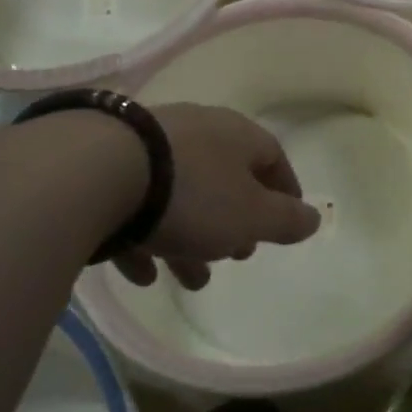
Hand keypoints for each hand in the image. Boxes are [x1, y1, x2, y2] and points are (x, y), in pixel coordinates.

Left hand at [116, 104, 321, 290]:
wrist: (96, 171)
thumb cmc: (192, 194)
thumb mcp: (251, 215)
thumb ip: (286, 220)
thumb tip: (314, 218)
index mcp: (235, 135)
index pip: (272, 158)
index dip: (285, 192)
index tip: (287, 223)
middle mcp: (195, 132)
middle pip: (224, 180)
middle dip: (234, 223)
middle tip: (237, 255)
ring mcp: (148, 146)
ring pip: (180, 197)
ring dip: (190, 240)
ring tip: (191, 280)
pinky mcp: (107, 165)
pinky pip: (136, 205)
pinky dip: (145, 237)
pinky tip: (142, 273)